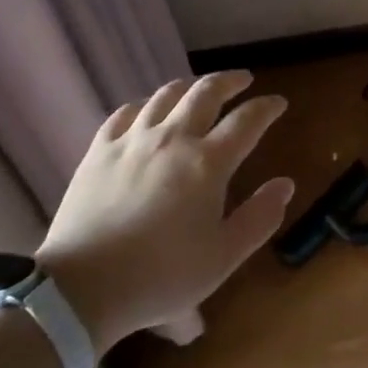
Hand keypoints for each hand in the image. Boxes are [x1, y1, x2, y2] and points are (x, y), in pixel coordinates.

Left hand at [37, 71, 292, 353]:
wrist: (82, 287)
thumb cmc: (162, 276)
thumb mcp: (223, 256)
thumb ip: (259, 217)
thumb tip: (285, 184)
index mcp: (208, 163)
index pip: (247, 121)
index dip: (266, 108)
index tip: (278, 102)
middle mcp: (173, 139)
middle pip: (206, 92)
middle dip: (229, 81)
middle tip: (242, 80)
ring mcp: (132, 141)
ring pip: (165, 95)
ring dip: (189, 86)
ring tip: (198, 88)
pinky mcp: (99, 151)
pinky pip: (125, 113)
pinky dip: (145, 105)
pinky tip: (147, 111)